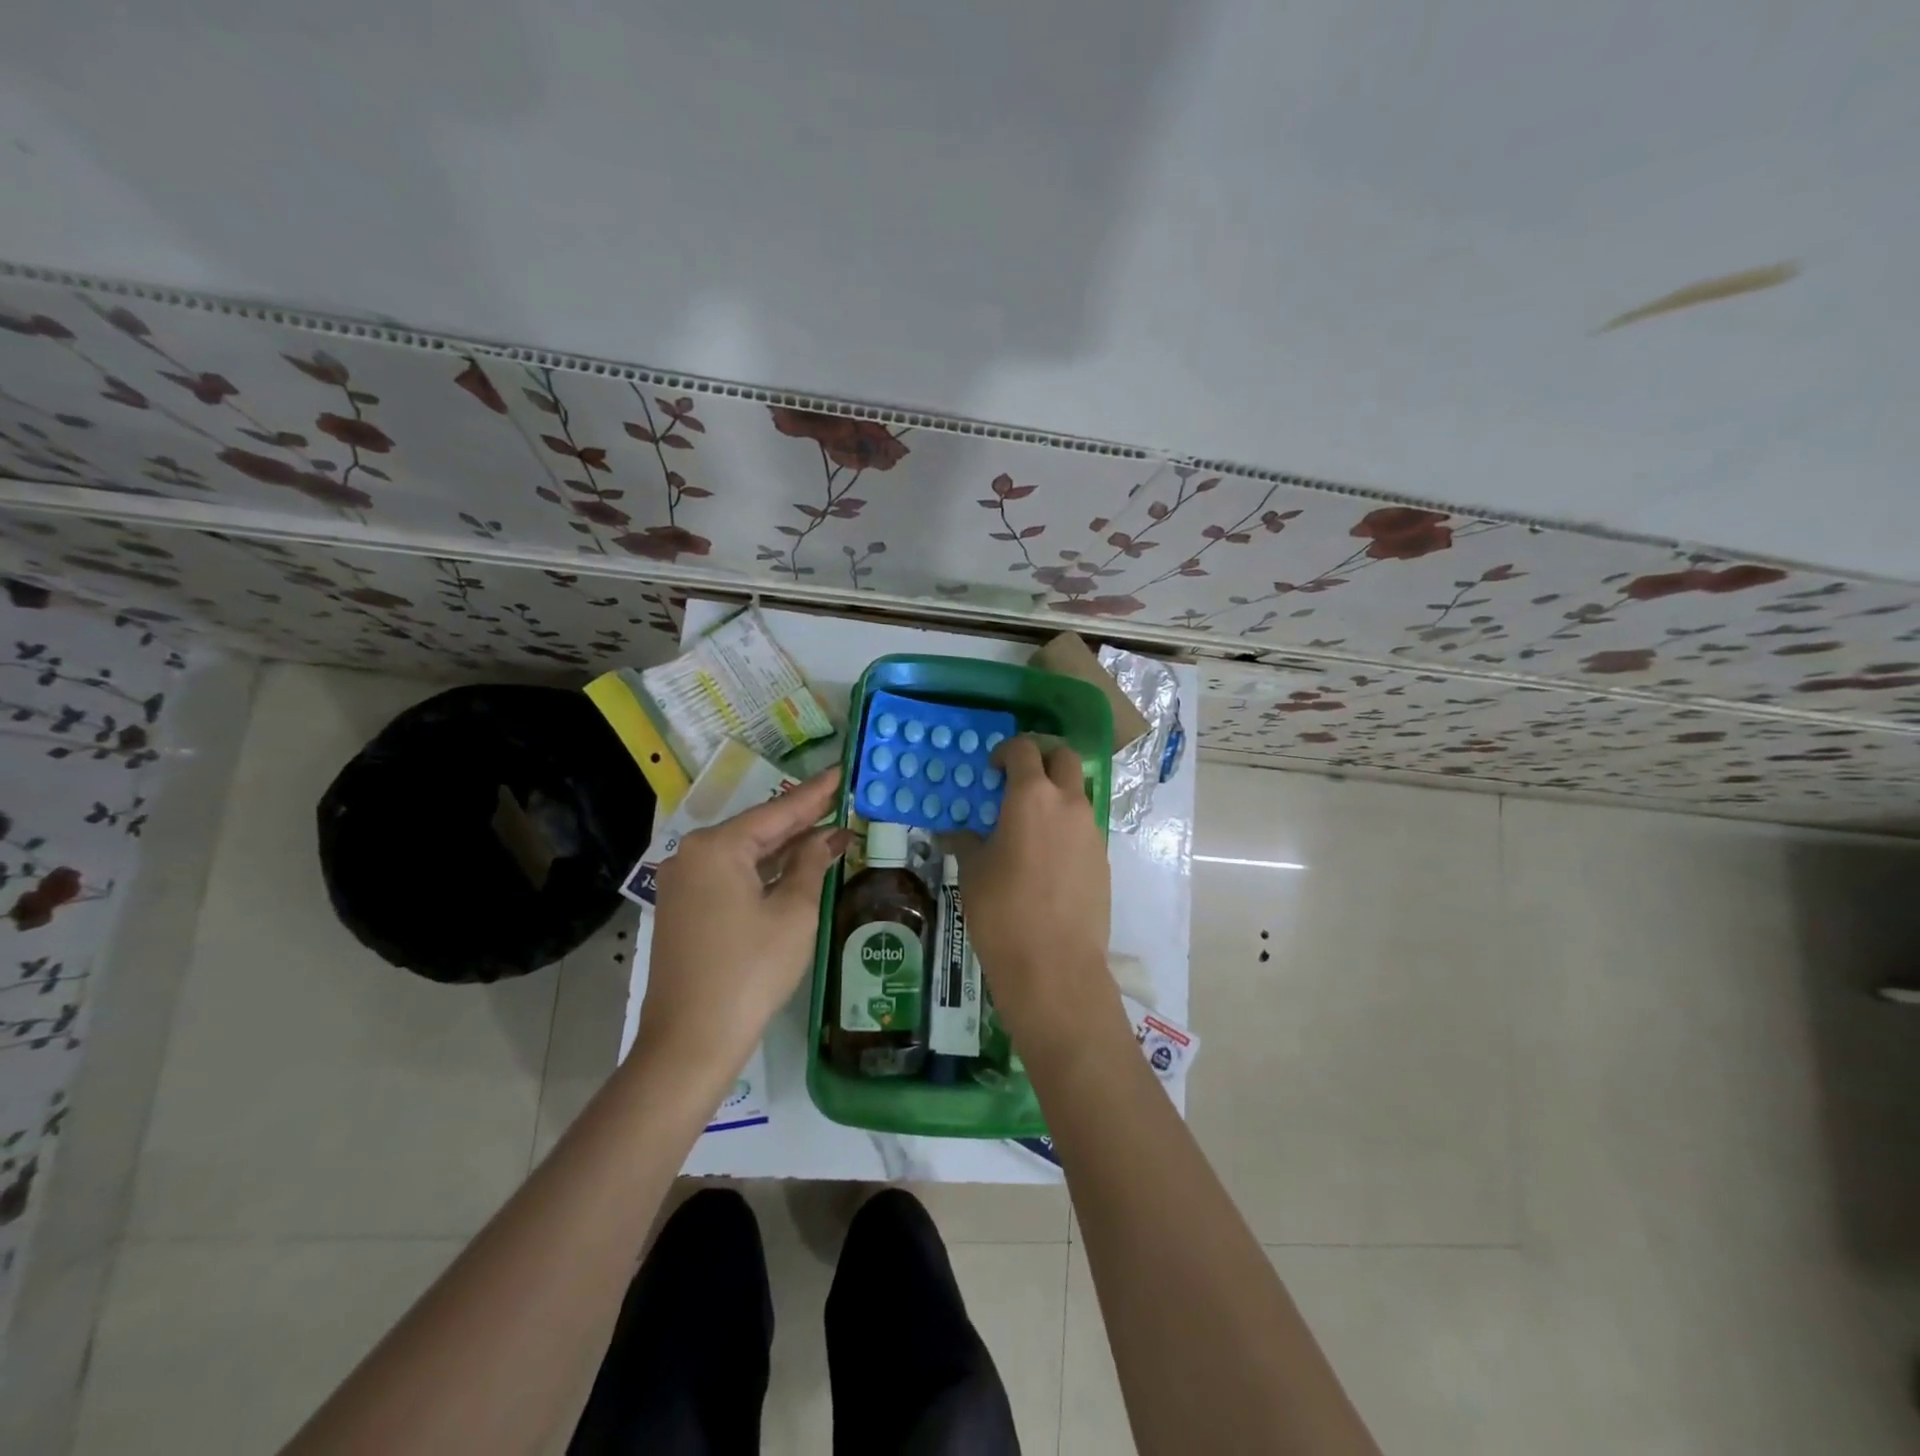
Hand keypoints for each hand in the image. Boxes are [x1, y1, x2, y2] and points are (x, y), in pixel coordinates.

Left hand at [640, 768, 849, 1075]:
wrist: (691, 1041)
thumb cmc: (750, 971)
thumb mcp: (794, 913)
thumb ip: (811, 864)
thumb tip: (826, 837)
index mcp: (717, 847)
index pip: (778, 811)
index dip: (815, 794)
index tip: (840, 771)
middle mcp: (693, 855)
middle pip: (758, 829)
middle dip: (801, 819)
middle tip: (840, 800)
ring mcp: (684, 883)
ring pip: (744, 854)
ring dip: (785, 847)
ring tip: (828, 830)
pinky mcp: (684, 908)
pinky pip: (731, 876)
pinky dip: (764, 871)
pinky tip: (794, 866)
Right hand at [950, 737, 1115, 1052]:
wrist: (1054, 965)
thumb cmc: (1002, 911)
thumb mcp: (973, 872)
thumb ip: (965, 842)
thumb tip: (952, 834)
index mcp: (1032, 797)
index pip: (1025, 749)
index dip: (1007, 751)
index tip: (992, 769)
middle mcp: (1068, 804)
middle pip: (1065, 758)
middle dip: (1043, 760)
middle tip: (1019, 782)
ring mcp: (1091, 831)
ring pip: (1078, 794)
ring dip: (1056, 795)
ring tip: (1030, 827)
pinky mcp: (1103, 859)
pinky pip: (1084, 828)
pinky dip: (1066, 828)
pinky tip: (1046, 861)